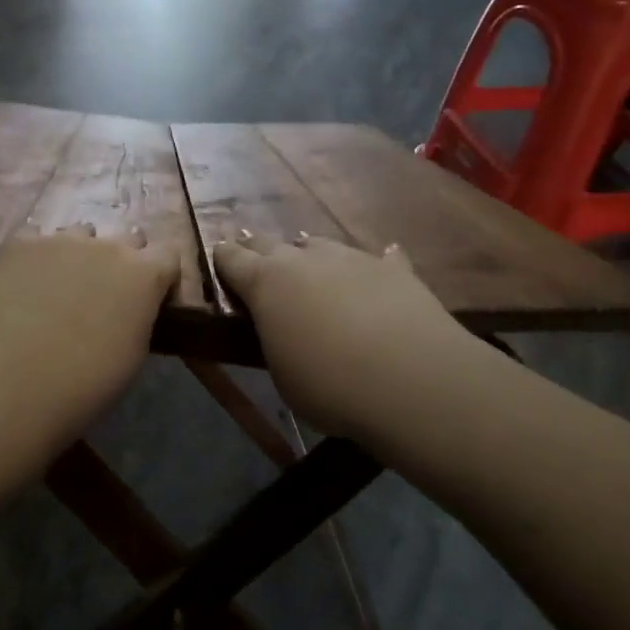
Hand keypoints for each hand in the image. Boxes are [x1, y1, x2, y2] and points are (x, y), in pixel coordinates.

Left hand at [0, 225, 178, 425]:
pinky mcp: (21, 243)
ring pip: (79, 234)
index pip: (168, 254)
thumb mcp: (134, 353)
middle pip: (126, 238)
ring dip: (77, 254)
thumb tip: (129, 310)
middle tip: (103, 292)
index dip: (160, 274)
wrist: (19, 379)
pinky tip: (22, 281)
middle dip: (121, 259)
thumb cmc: (88, 381)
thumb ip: (138, 317)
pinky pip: (34, 239)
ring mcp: (62, 240)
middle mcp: (108, 246)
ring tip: (57, 286)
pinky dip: (35, 257)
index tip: (150, 297)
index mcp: (145, 274)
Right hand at [212, 232, 477, 437]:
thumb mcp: (283, 373)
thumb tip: (281, 325)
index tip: (219, 256)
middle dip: (260, 249)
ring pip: (320, 245)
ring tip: (311, 264)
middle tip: (255, 256)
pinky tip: (384, 258)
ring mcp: (350, 258)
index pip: (232, 259)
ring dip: (310, 255)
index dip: (223, 258)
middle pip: (271, 243)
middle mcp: (303, 259)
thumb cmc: (330, 386)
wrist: (411, 379)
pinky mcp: (392, 269)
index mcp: (266, 283)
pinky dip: (373, 264)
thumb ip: (276, 338)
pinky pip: (378, 258)